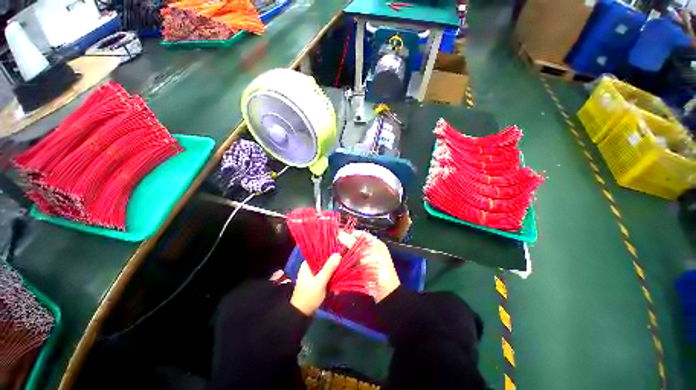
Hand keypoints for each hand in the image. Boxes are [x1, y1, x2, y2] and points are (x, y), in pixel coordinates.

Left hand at [290, 254, 340, 314]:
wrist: (302, 313)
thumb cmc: (309, 296)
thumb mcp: (320, 282)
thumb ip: (328, 268)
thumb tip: (338, 254)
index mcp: (308, 264)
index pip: (320, 252)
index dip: (330, 251)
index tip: (341, 252)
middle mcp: (310, 266)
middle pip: (324, 260)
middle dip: (334, 262)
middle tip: (344, 262)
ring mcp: (314, 273)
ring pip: (327, 267)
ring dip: (334, 270)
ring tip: (343, 270)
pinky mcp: (317, 280)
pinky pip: (327, 274)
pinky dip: (332, 276)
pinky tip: (339, 279)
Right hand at [338, 231, 399, 302]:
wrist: (385, 290)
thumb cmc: (376, 267)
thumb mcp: (363, 253)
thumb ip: (351, 243)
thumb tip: (339, 234)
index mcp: (373, 242)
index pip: (359, 234)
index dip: (348, 235)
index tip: (338, 239)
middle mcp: (370, 249)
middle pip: (354, 244)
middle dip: (344, 247)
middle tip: (335, 251)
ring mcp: (366, 260)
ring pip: (351, 255)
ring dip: (343, 257)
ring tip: (334, 260)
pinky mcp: (362, 270)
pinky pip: (352, 264)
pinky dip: (346, 265)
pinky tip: (338, 267)